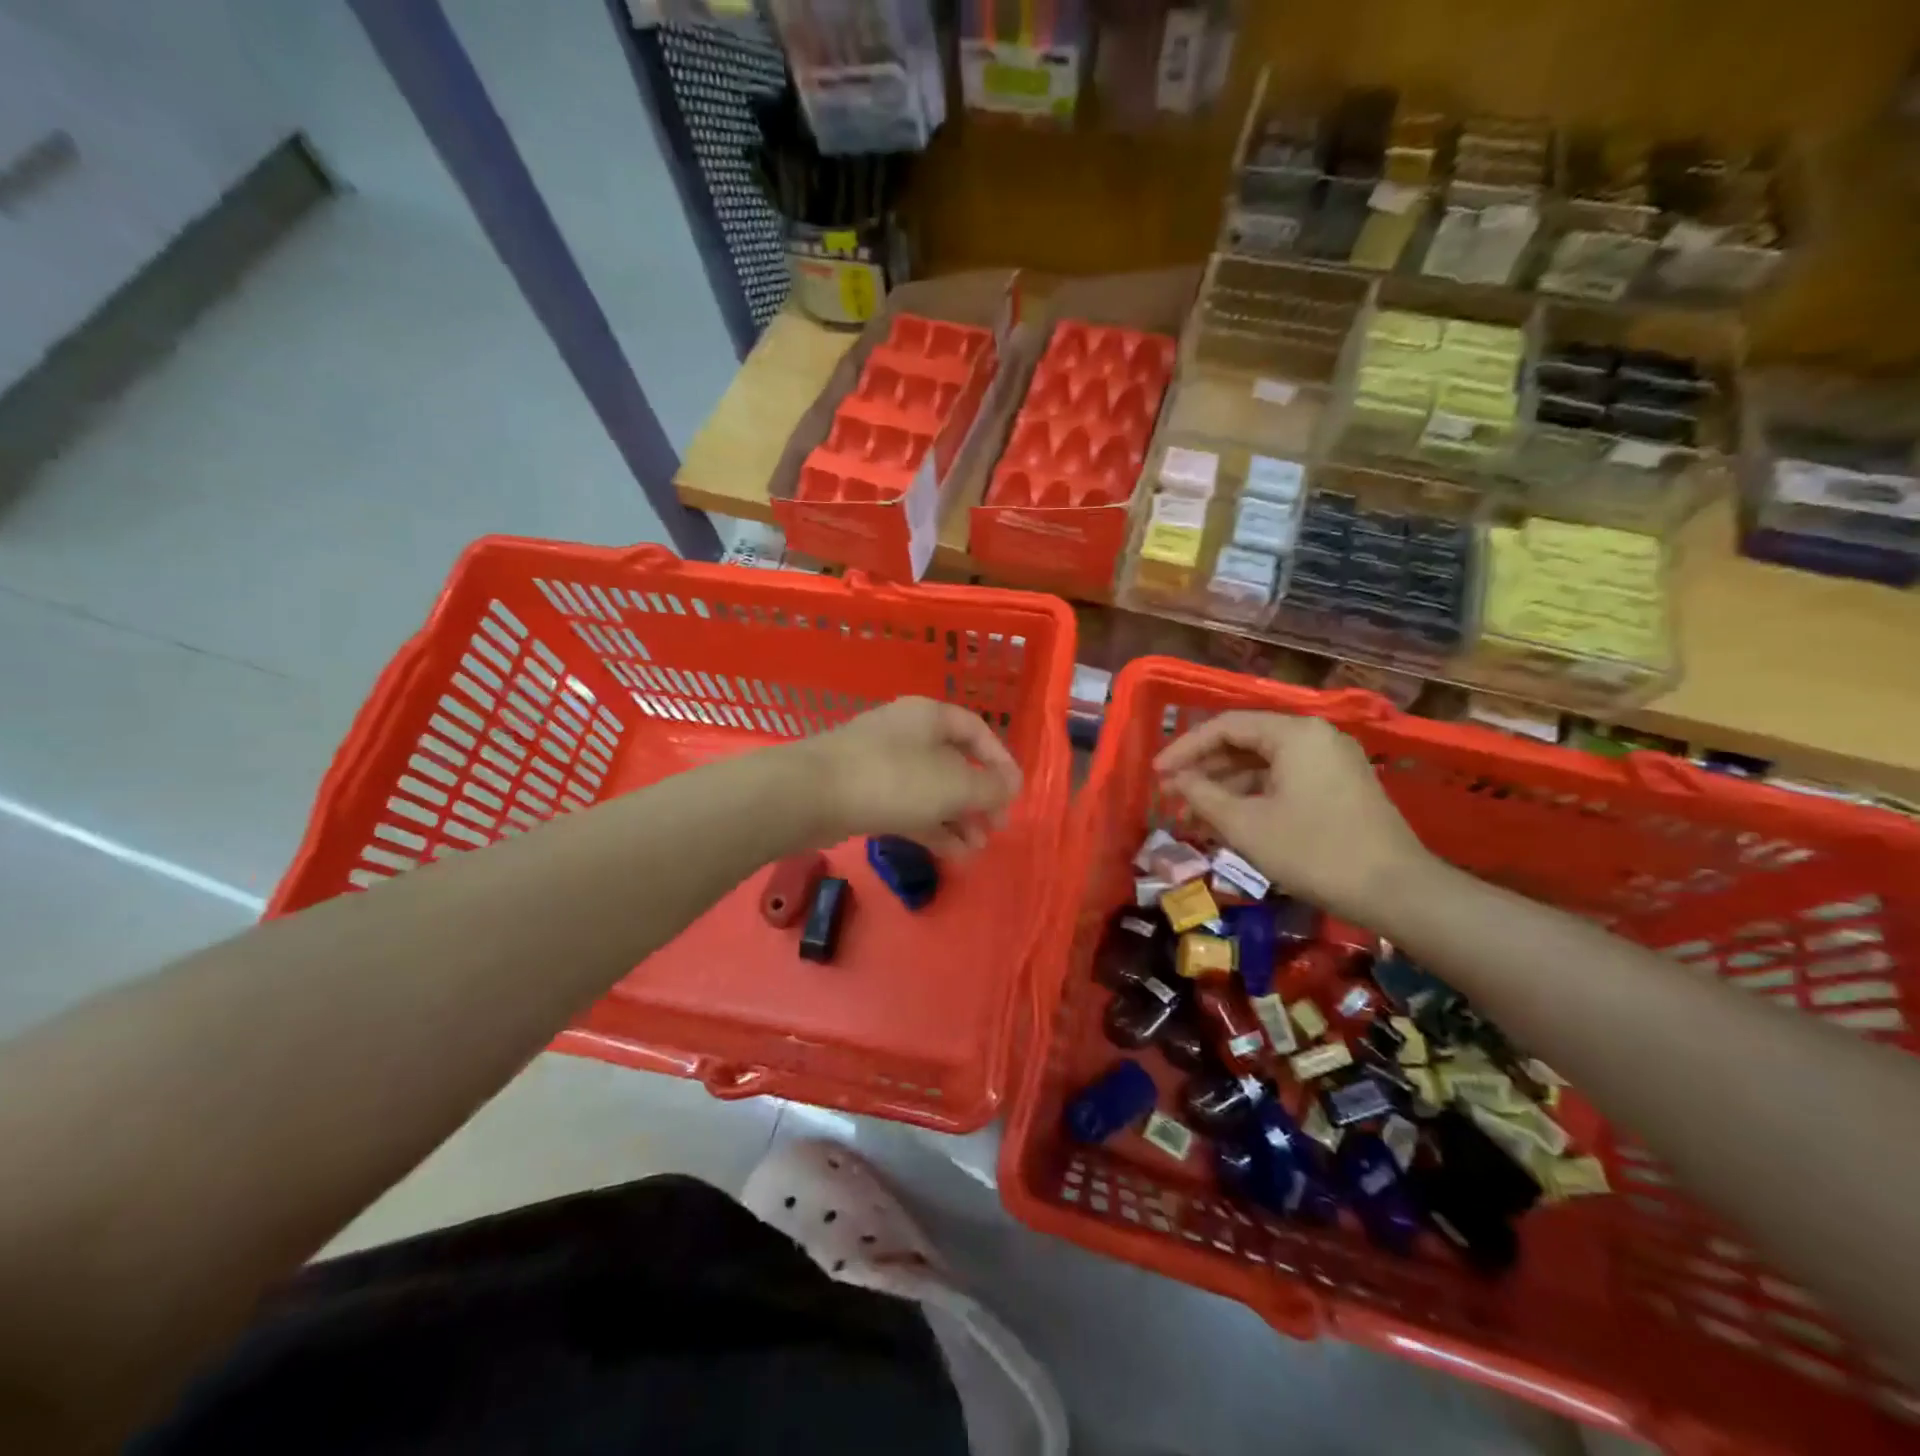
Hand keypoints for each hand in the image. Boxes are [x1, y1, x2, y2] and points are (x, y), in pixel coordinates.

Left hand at [797, 696, 1022, 857]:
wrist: (810, 794)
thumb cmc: (893, 779)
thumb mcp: (953, 784)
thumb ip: (989, 788)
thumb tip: (1011, 786)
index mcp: (930, 716)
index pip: (978, 732)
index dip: (1001, 762)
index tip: (1015, 795)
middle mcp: (908, 733)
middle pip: (955, 763)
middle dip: (979, 798)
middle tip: (996, 829)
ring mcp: (883, 763)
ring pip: (931, 789)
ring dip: (957, 818)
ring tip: (976, 851)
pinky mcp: (865, 793)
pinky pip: (908, 806)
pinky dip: (931, 827)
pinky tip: (951, 853)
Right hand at [1153, 711, 1427, 920]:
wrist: (1396, 891)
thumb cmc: (1313, 851)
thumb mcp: (1246, 825)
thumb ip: (1203, 796)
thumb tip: (1176, 781)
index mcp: (1294, 733)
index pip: (1224, 726)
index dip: (1184, 748)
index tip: (1156, 774)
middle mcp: (1315, 736)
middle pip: (1246, 740)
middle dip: (1205, 767)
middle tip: (1172, 793)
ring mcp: (1332, 760)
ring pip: (1265, 762)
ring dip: (1227, 784)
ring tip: (1194, 811)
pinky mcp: (1341, 786)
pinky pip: (1285, 778)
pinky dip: (1255, 794)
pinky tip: (1231, 819)